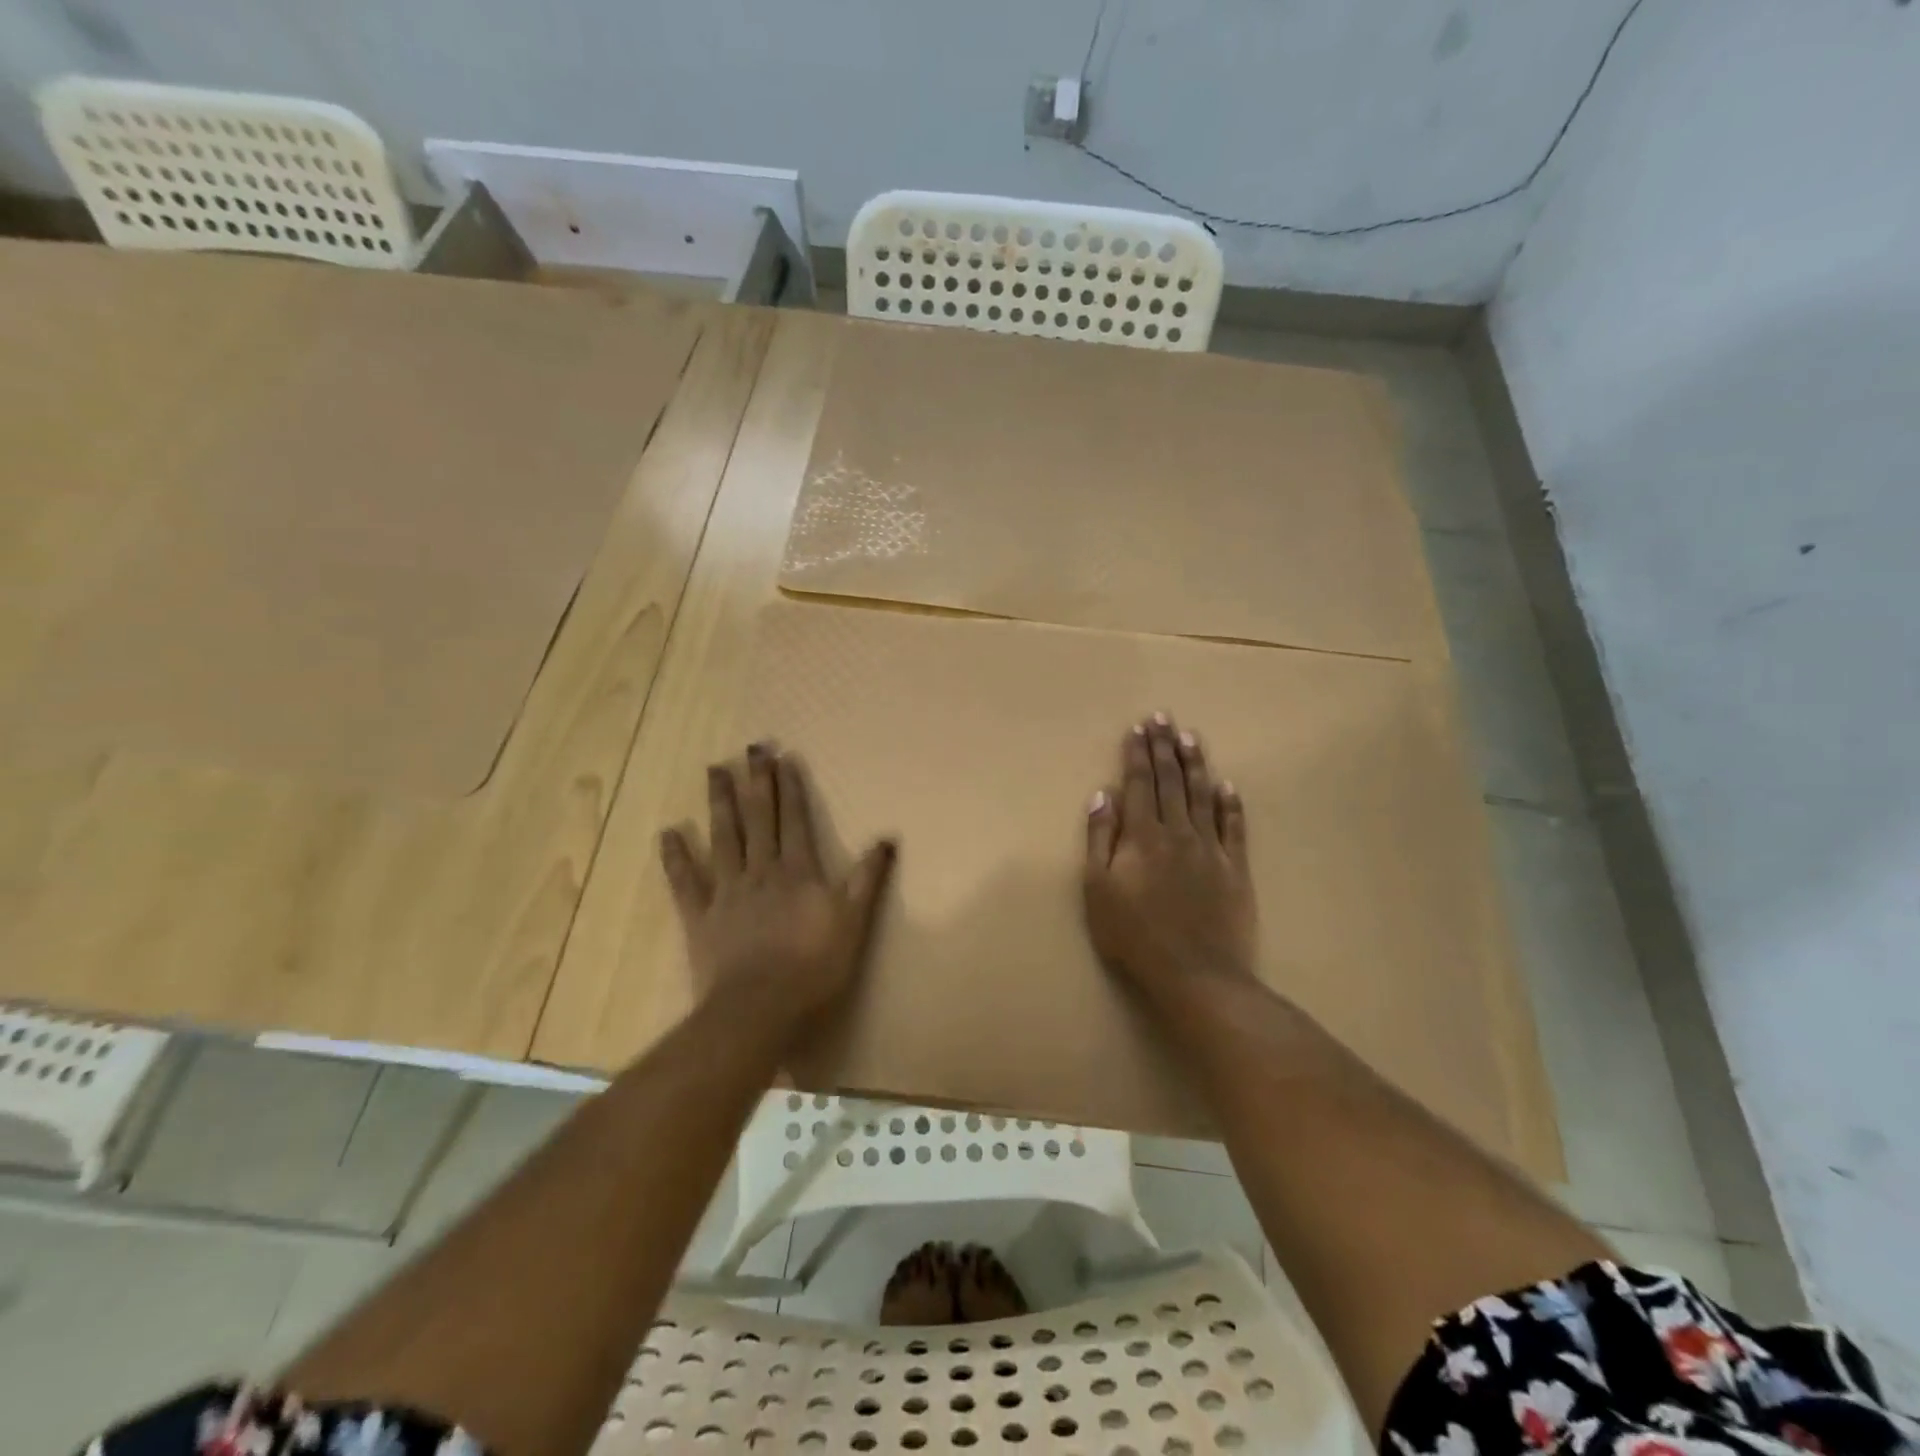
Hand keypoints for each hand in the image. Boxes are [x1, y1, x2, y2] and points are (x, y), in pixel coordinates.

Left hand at [660, 742, 896, 1031]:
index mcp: (798, 872)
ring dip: (719, 803)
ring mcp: (727, 892)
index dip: (789, 788)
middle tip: (751, 749)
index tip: (783, 757)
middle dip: (756, 782)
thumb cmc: (813, 967)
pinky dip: (676, 856)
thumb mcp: (853, 923)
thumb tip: (887, 838)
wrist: (760, 1009)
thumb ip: (867, 880)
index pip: (794, 820)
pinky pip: (686, 881)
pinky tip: (668, 832)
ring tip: (714, 769)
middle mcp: (761, 871)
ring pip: (723, 838)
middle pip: (758, 819)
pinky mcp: (700, 917)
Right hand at [1082, 714, 1257, 1014]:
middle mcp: (1178, 832)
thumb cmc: (1134, 934)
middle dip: (1163, 747)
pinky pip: (1234, 827)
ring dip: (1195, 764)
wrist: (1195, 973)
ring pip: (1202, 796)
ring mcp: (1210, 849)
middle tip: (1162, 718)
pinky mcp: (1235, 869)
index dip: (1137, 754)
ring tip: (1190, 737)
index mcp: (1142, 835)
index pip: (1138, 784)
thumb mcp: (1098, 889)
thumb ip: (1100, 839)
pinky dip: (1231, 804)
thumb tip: (1103, 795)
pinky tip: (1228, 785)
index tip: (1138, 728)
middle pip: (1170, 781)